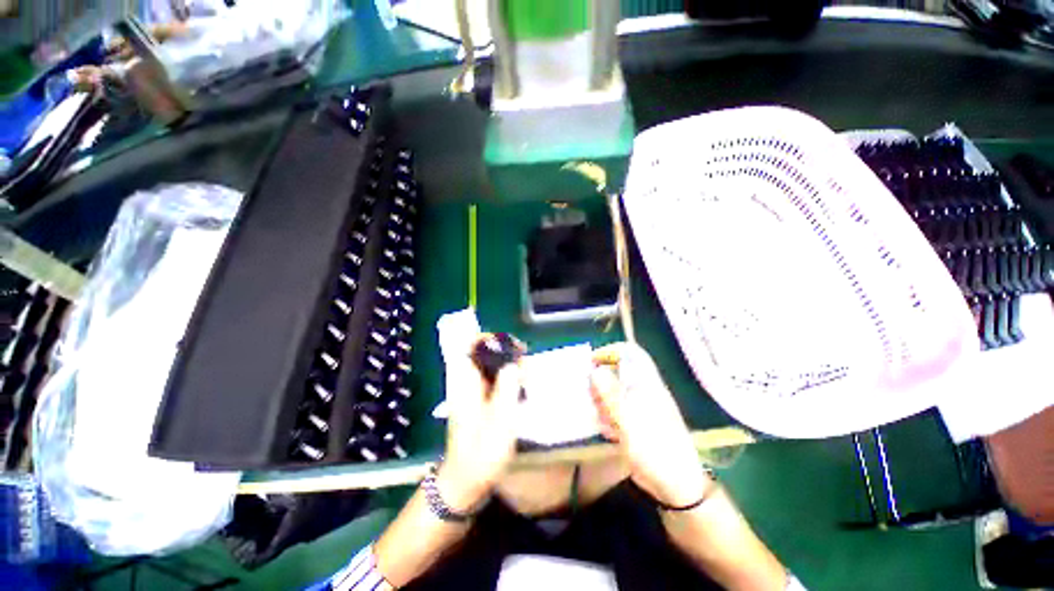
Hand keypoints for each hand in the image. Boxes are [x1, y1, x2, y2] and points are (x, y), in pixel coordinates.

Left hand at [439, 339, 522, 512]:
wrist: (466, 481)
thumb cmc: (481, 453)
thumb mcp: (500, 422)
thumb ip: (507, 389)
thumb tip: (513, 363)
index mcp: (465, 383)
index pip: (470, 347)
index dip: (489, 339)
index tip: (512, 346)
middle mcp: (466, 382)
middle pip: (484, 354)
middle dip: (506, 354)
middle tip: (525, 367)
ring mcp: (472, 391)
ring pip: (491, 367)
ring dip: (509, 367)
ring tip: (526, 379)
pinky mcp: (479, 401)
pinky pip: (494, 380)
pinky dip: (508, 379)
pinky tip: (520, 390)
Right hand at [589, 342, 710, 507]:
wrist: (676, 485)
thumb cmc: (655, 448)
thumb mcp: (629, 420)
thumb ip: (611, 395)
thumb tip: (595, 371)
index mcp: (646, 383)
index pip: (630, 353)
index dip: (610, 351)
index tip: (591, 362)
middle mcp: (642, 390)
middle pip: (617, 372)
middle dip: (601, 381)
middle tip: (590, 396)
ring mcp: (639, 407)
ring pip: (614, 392)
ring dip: (602, 402)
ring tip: (600, 417)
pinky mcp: (635, 422)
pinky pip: (616, 411)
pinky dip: (608, 417)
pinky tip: (608, 432)